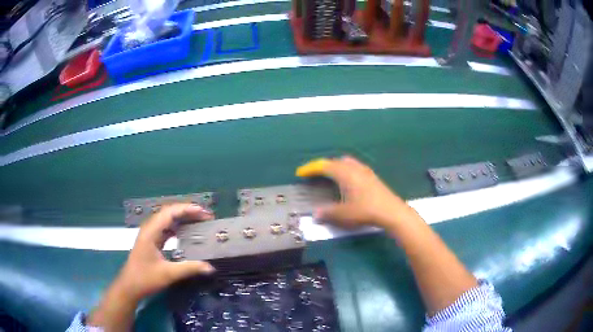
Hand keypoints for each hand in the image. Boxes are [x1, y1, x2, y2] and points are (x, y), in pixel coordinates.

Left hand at [87, 204, 214, 330]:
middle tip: (206, 217)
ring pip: (168, 220)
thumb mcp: (168, 274)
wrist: (130, 286)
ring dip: (183, 218)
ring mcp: (150, 234)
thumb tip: (211, 267)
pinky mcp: (152, 241)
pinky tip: (188, 233)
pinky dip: (178, 227)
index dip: (187, 209)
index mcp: (151, 231)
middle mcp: (150, 228)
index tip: (204, 212)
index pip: (170, 212)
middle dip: (188, 212)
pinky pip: (166, 228)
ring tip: (200, 221)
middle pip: (169, 212)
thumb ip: (189, 268)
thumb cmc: (145, 278)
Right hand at [296, 156, 412, 228]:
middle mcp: (354, 168)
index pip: (324, 166)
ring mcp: (365, 171)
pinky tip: (348, 181)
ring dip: (335, 166)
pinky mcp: (372, 177)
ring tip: (330, 176)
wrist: (391, 211)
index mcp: (344, 173)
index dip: (311, 168)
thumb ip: (328, 212)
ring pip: (346, 162)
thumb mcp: (344, 214)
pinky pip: (354, 167)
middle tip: (315, 174)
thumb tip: (316, 213)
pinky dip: (345, 170)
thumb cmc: (366, 210)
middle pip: (335, 161)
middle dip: (323, 166)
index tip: (301, 173)